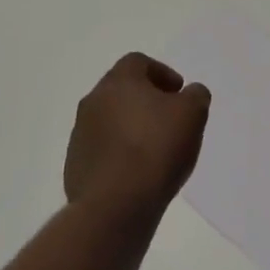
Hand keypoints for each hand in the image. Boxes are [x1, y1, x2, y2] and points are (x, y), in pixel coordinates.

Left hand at [64, 53, 210, 215]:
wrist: (115, 206)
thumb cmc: (156, 148)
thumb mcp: (193, 113)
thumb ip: (195, 95)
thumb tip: (190, 93)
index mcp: (119, 81)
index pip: (138, 63)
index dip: (162, 73)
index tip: (178, 93)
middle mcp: (93, 101)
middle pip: (121, 90)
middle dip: (145, 100)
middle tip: (168, 118)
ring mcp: (80, 135)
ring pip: (109, 121)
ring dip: (129, 127)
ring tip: (153, 150)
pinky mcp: (74, 167)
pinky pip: (101, 150)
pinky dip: (118, 154)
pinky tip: (136, 173)